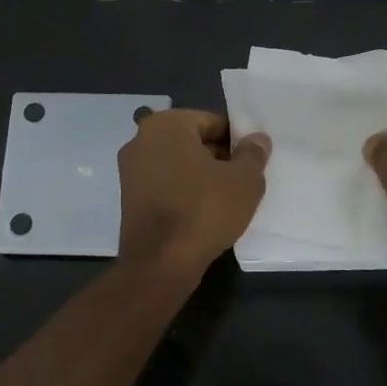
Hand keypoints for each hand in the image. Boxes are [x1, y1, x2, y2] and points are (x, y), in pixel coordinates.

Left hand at [117, 110, 270, 273]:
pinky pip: (166, 186)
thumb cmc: (204, 210)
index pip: (212, 122)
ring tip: (227, 200)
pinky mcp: (129, 199)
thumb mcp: (244, 180)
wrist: (160, 263)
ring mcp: (131, 171)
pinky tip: (204, 214)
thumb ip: (252, 154)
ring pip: (179, 166)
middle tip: (243, 181)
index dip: (237, 141)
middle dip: (218, 158)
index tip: (252, 163)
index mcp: (166, 124)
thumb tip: (256, 139)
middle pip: (193, 142)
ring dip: (202, 177)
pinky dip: (184, 194)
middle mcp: (141, 140)